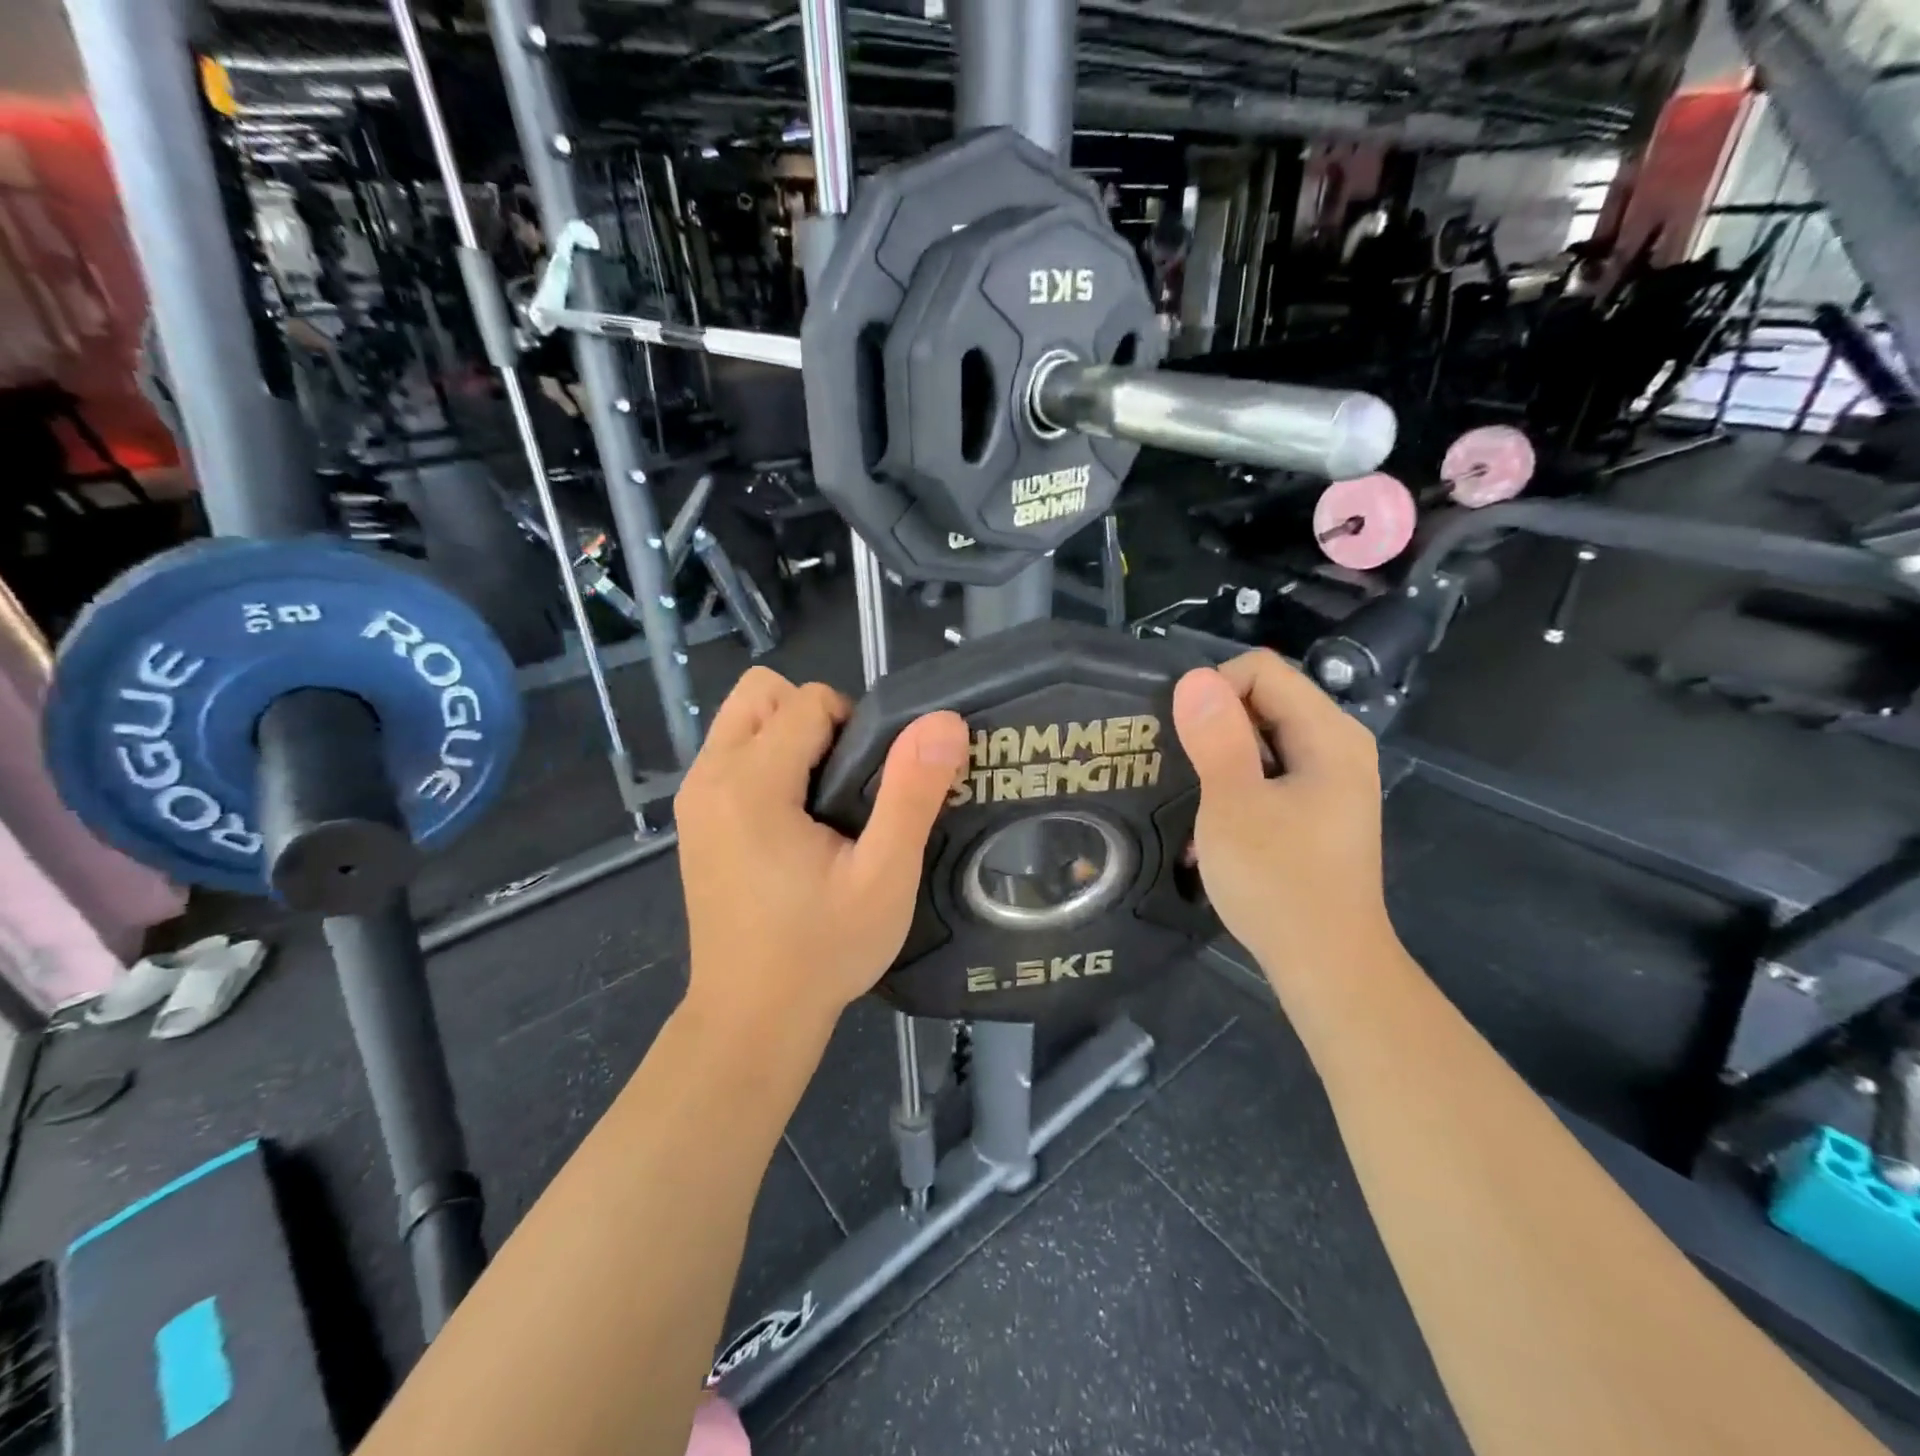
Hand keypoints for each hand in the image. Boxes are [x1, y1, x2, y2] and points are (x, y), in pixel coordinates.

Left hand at [674, 667, 969, 1038]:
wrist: (752, 1018)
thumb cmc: (823, 950)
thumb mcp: (884, 876)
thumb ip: (913, 792)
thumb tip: (944, 722)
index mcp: (751, 783)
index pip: (807, 701)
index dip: (854, 727)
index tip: (872, 785)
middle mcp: (709, 776)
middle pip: (763, 693)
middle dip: (814, 717)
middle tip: (846, 782)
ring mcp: (694, 798)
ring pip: (743, 719)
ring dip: (788, 736)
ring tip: (822, 800)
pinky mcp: (693, 820)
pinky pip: (731, 754)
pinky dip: (767, 762)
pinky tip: (794, 821)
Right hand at [1172, 650, 1392, 986]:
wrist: (1326, 964)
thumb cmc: (1279, 882)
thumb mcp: (1234, 805)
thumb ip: (1216, 737)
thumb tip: (1194, 677)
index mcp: (1328, 734)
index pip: (1261, 670)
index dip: (1213, 692)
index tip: (1184, 740)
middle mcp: (1337, 745)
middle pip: (1264, 699)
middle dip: (1214, 724)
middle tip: (1178, 767)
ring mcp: (1330, 778)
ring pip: (1262, 737)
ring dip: (1220, 757)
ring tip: (1190, 795)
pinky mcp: (1317, 807)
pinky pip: (1269, 770)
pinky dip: (1236, 783)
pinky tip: (1213, 820)